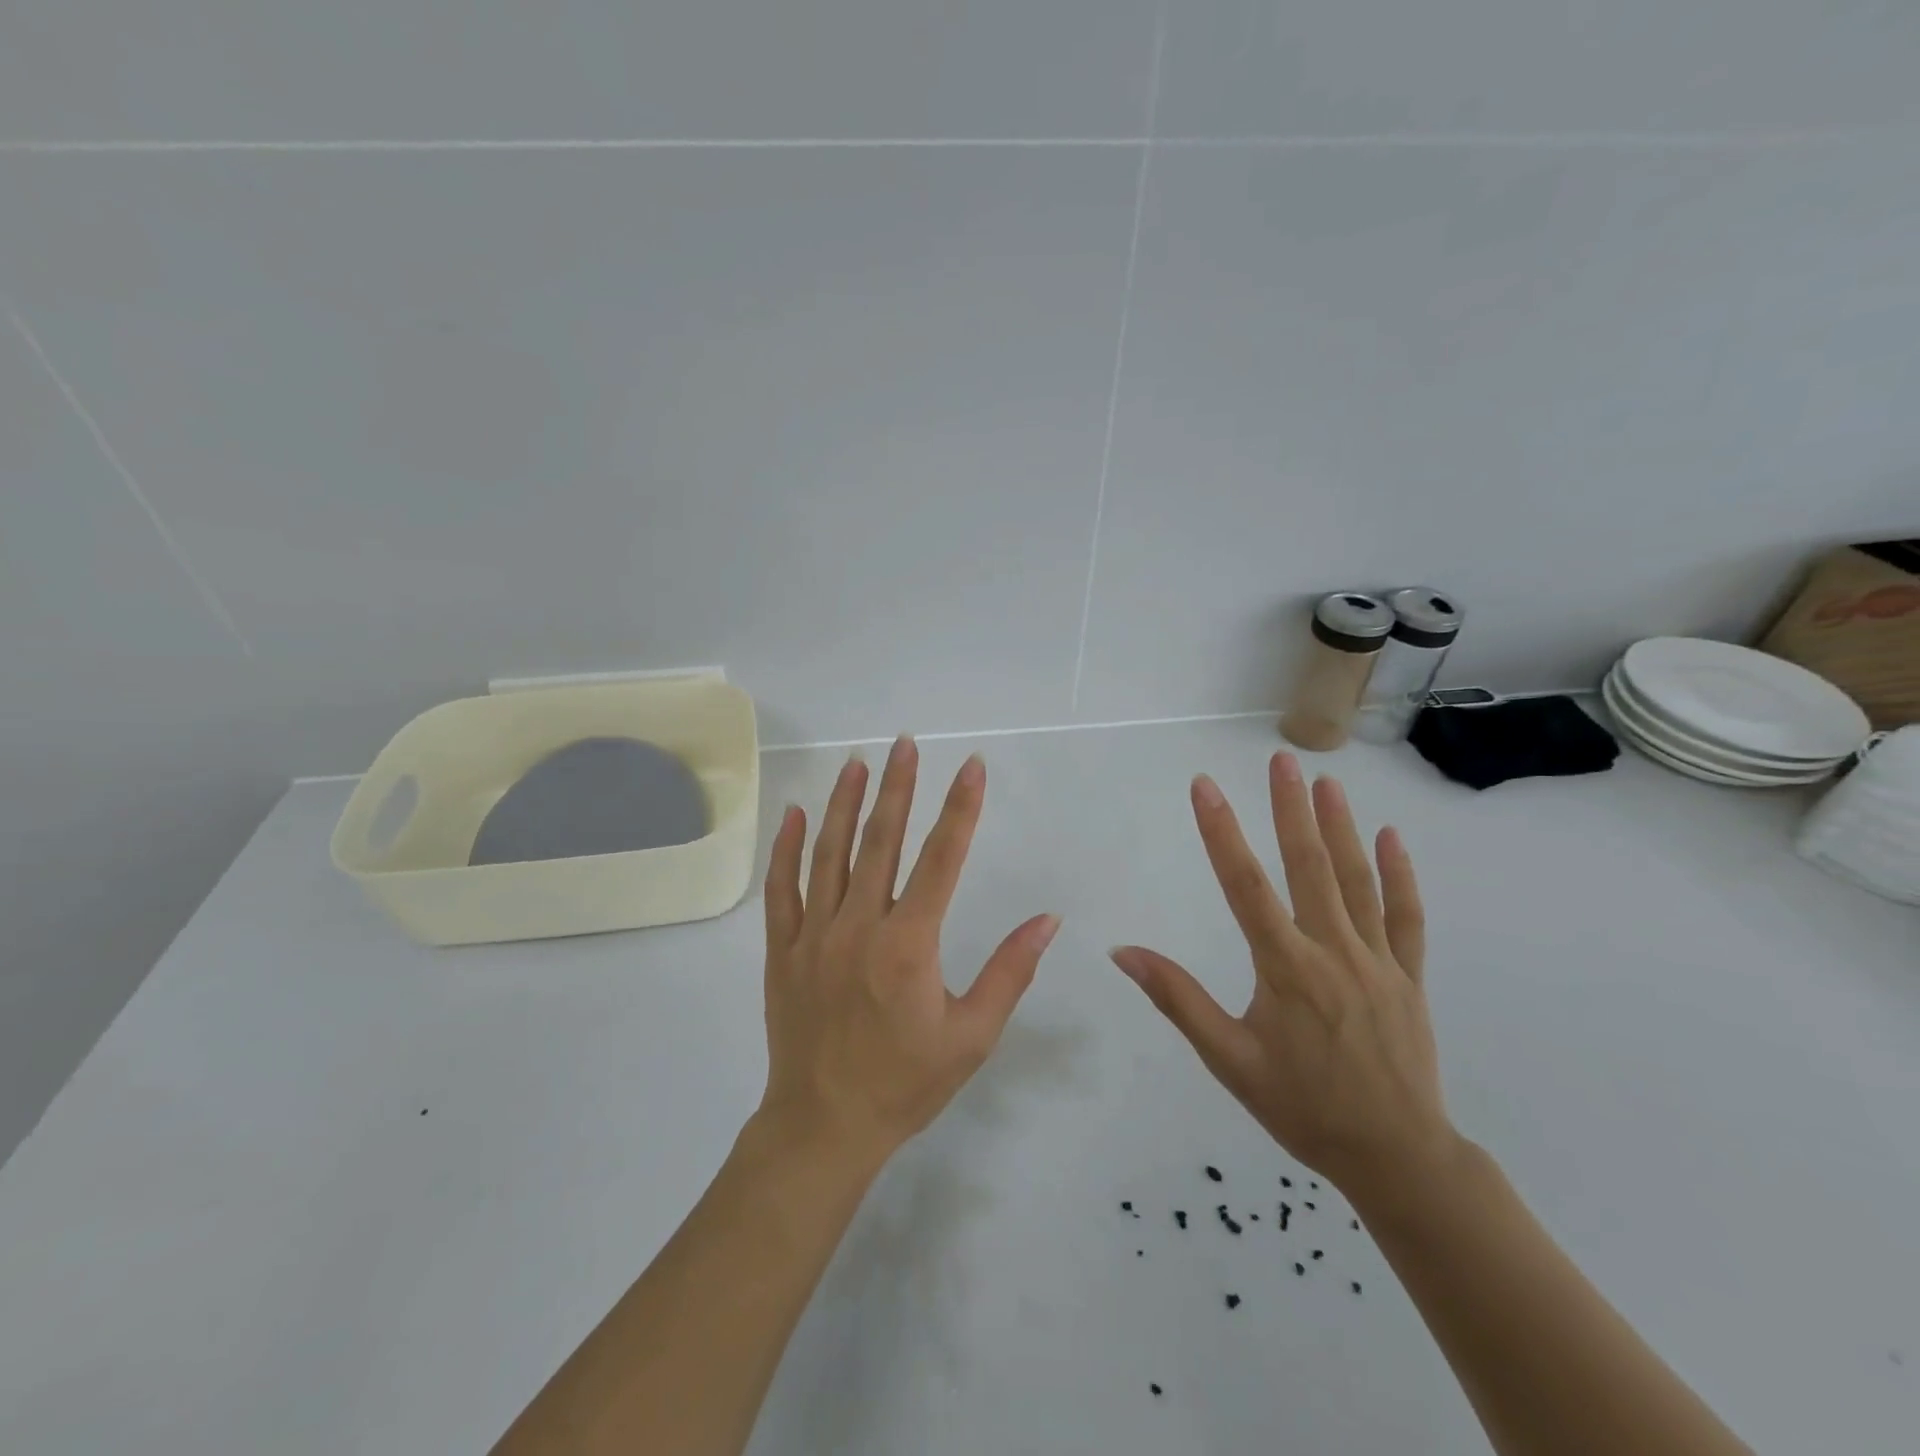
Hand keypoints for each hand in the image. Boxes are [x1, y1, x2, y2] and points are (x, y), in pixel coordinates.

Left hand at [759, 737, 1061, 1167]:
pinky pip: (782, 888)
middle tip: (907, 744)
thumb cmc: (905, 1083)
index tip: (972, 767)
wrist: (824, 1126)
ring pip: (828, 853)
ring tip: (858, 763)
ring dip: (844, 803)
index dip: (960, 809)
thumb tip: (1048, 920)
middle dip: (899, 787)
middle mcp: (859, 925)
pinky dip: (786, 848)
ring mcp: (813, 934)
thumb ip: (1009, 971)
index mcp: (909, 943)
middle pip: (881, 841)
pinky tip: (794, 813)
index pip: (941, 858)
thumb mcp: (972, 1035)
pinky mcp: (782, 949)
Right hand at [1111, 753, 1455, 1204]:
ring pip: (1356, 881)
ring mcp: (1377, 961)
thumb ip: (1178, 1000)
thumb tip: (1124, 952)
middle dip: (1290, 809)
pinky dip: (1399, 875)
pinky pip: (1406, 917)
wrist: (1397, 1157)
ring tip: (1325, 782)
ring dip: (1339, 827)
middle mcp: (1332, 951)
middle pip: (1308, 867)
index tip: (1204, 787)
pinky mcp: (1408, 977)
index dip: (1221, 832)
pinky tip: (1389, 837)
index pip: (1244, 885)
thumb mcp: (1228, 1060)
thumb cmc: (1302, 1108)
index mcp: (1285, 968)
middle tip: (1280, 761)